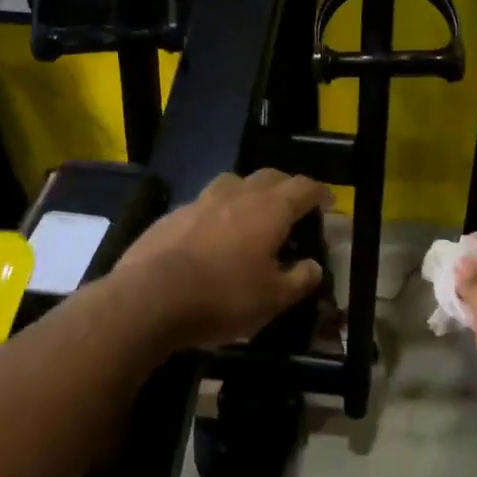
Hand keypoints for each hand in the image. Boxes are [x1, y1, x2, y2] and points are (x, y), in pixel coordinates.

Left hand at [118, 170, 330, 350]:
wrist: (149, 298)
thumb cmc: (223, 298)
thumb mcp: (273, 299)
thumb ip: (299, 280)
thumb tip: (313, 266)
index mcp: (269, 210)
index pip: (304, 188)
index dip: (320, 194)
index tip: (327, 203)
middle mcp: (237, 195)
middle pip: (269, 176)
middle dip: (286, 187)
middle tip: (293, 207)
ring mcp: (200, 201)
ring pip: (232, 183)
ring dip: (249, 192)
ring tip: (251, 214)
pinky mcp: (170, 215)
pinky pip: (203, 204)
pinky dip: (217, 212)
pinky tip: (212, 235)